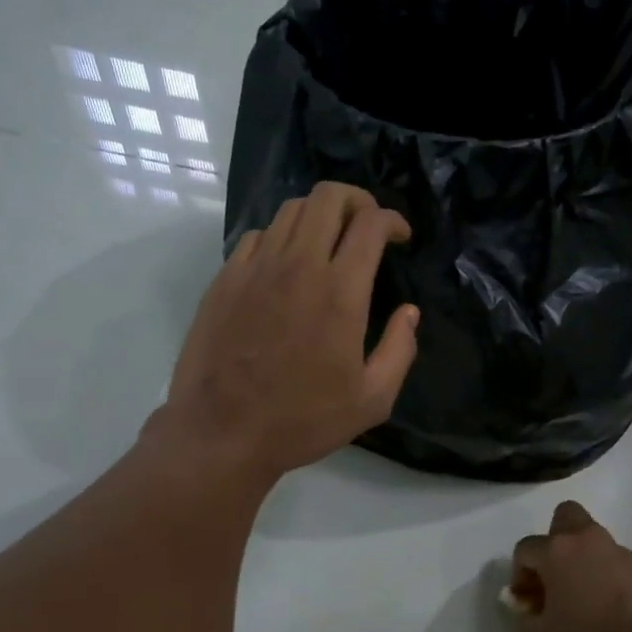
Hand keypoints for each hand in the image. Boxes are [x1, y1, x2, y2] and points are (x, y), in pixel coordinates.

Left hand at [160, 183, 417, 482]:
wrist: (222, 434)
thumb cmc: (303, 420)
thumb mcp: (372, 399)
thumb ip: (400, 350)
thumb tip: (409, 313)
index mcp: (340, 292)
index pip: (370, 223)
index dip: (392, 219)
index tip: (400, 236)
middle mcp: (298, 266)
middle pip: (329, 197)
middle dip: (358, 200)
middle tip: (367, 225)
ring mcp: (255, 268)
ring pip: (291, 209)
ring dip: (320, 214)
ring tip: (329, 240)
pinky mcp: (225, 279)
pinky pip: (259, 236)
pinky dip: (282, 237)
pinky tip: (287, 265)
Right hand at [500, 501, 631, 631]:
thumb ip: (524, 619)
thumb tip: (525, 606)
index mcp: (557, 550)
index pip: (526, 549)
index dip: (520, 575)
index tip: (528, 606)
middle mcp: (587, 540)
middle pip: (565, 517)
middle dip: (554, 542)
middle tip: (554, 579)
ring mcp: (619, 552)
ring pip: (592, 541)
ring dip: (581, 561)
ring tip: (582, 602)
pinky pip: (613, 563)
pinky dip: (605, 576)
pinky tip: (607, 611)